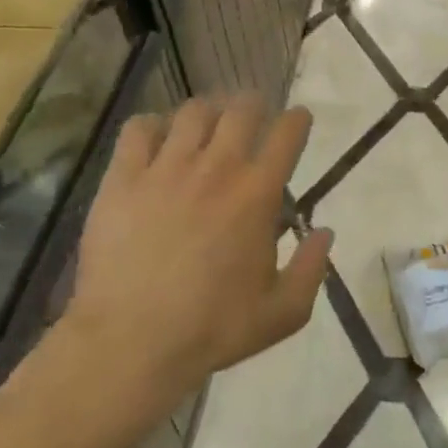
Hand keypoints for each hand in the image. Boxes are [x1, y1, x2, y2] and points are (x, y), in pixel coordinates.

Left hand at [64, 96, 332, 393]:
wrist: (132, 342)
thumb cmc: (214, 328)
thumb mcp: (284, 312)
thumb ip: (312, 268)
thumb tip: (325, 232)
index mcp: (257, 193)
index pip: (287, 134)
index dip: (297, 120)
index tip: (298, 119)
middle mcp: (216, 168)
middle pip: (240, 109)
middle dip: (254, 105)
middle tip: (253, 116)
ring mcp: (165, 169)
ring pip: (192, 112)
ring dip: (207, 112)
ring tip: (206, 124)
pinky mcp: (123, 180)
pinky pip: (138, 130)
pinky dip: (152, 126)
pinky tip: (155, 139)